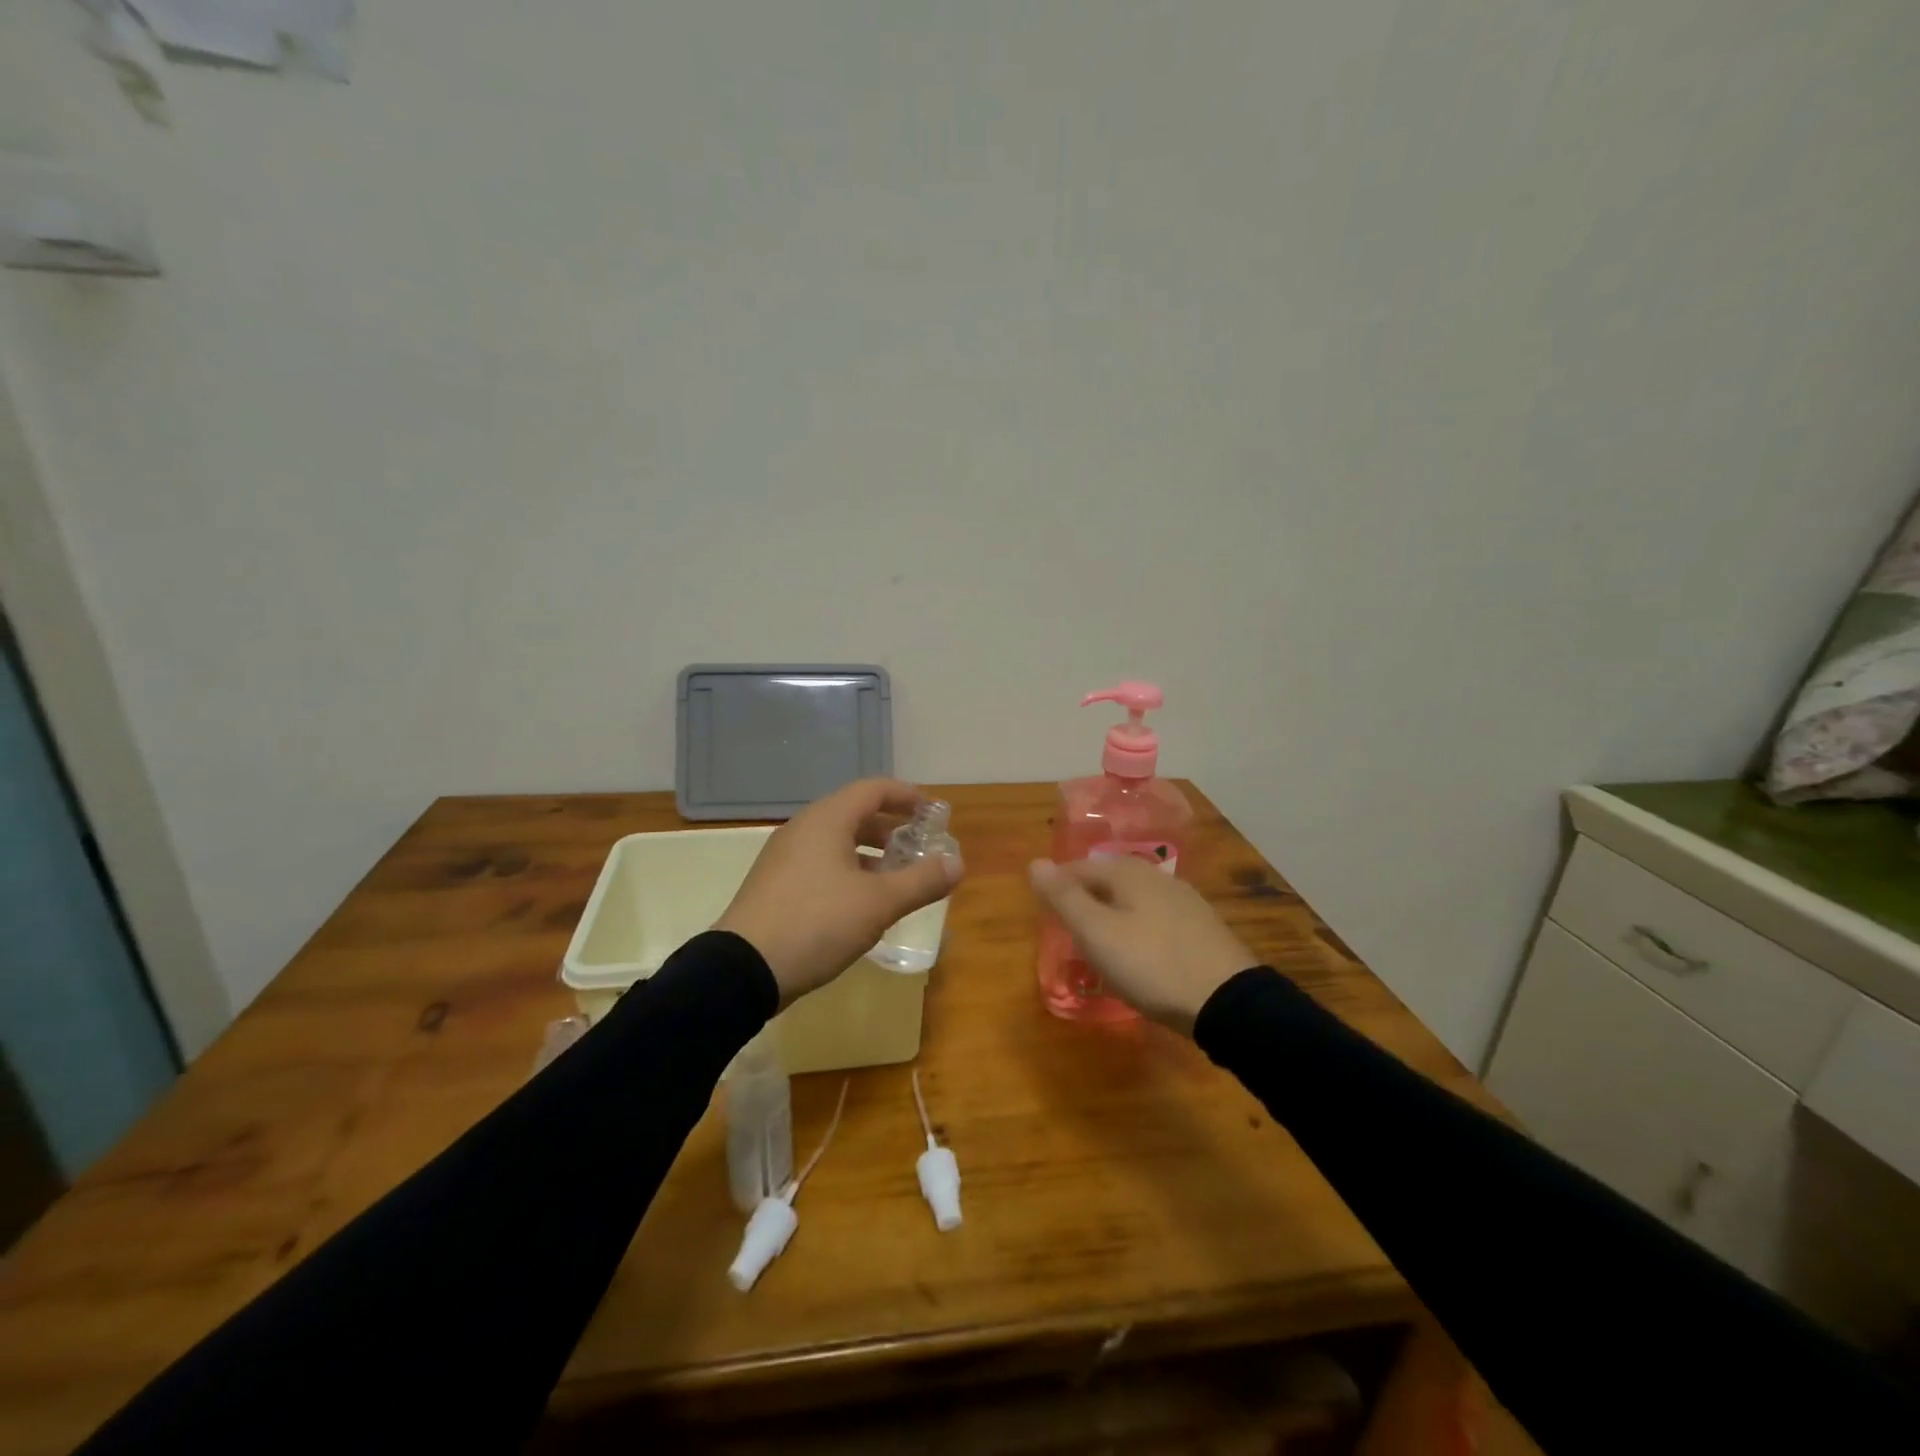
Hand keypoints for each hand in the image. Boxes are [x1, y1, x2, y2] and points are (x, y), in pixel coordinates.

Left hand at [716, 779, 963, 1006]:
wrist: (743, 970)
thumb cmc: (817, 923)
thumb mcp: (878, 904)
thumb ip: (921, 881)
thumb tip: (957, 864)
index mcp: (827, 820)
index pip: (873, 790)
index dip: (907, 796)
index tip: (933, 811)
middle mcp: (803, 829)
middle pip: (855, 813)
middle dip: (892, 827)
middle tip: (920, 845)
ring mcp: (785, 857)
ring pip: (838, 841)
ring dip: (872, 853)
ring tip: (899, 876)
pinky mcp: (776, 884)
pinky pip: (822, 863)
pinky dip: (850, 870)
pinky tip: (864, 902)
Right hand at [1029, 856, 1258, 1034]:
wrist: (1228, 1002)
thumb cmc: (1152, 965)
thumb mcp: (1097, 933)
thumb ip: (1065, 898)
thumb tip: (1035, 863)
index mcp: (1128, 873)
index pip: (1078, 868)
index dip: (1056, 887)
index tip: (1043, 914)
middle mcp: (1157, 877)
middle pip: (1108, 881)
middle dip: (1084, 900)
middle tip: (1066, 930)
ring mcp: (1184, 902)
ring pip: (1133, 900)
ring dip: (1111, 915)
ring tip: (1097, 944)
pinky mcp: (1201, 929)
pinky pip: (1154, 919)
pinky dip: (1136, 930)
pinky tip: (1138, 954)